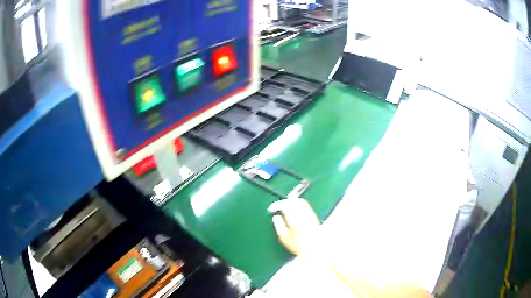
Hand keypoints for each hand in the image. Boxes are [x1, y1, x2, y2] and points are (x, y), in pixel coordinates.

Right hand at [268, 198, 320, 255]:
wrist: (316, 249)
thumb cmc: (298, 246)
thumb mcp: (285, 239)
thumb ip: (279, 226)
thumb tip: (275, 217)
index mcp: (295, 219)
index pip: (285, 205)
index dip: (277, 205)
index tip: (271, 209)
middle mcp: (304, 214)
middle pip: (294, 201)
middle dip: (285, 201)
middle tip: (278, 206)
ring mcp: (310, 214)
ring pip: (301, 202)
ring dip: (292, 202)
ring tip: (285, 208)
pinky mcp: (314, 217)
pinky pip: (305, 206)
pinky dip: (298, 206)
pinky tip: (295, 213)